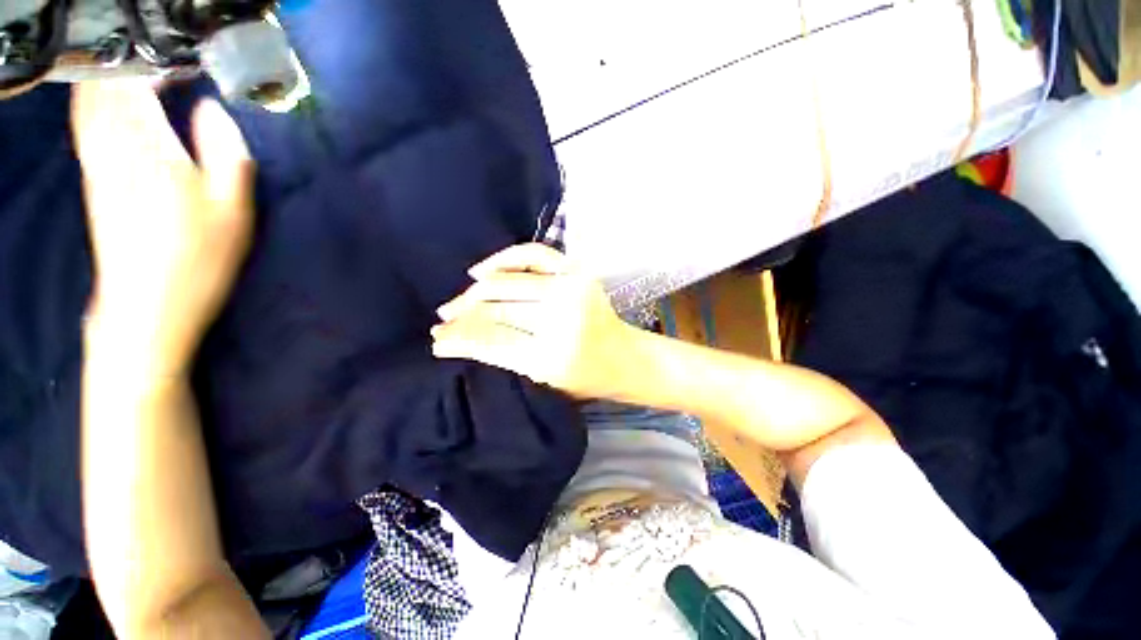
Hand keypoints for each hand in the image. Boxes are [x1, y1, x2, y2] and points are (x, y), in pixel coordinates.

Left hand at [73, 81, 254, 374]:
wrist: (147, 304)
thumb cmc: (199, 259)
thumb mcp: (234, 211)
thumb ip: (227, 154)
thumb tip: (213, 108)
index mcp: (153, 149)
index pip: (138, 84)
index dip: (154, 62)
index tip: (179, 57)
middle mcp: (115, 147)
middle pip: (106, 88)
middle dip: (126, 65)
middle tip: (154, 58)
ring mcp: (97, 163)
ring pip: (90, 103)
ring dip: (106, 80)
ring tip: (132, 70)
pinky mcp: (91, 180)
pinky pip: (84, 126)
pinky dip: (93, 103)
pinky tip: (106, 101)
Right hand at [431, 243, 634, 398]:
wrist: (623, 357)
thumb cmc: (585, 379)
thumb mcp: (540, 380)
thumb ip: (498, 357)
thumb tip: (449, 342)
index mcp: (553, 356)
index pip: (491, 342)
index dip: (459, 340)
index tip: (436, 342)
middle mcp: (562, 317)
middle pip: (495, 310)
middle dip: (462, 316)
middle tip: (441, 322)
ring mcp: (571, 288)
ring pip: (505, 283)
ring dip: (474, 292)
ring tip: (455, 304)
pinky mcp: (577, 271)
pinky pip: (532, 254)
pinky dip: (503, 259)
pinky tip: (480, 270)